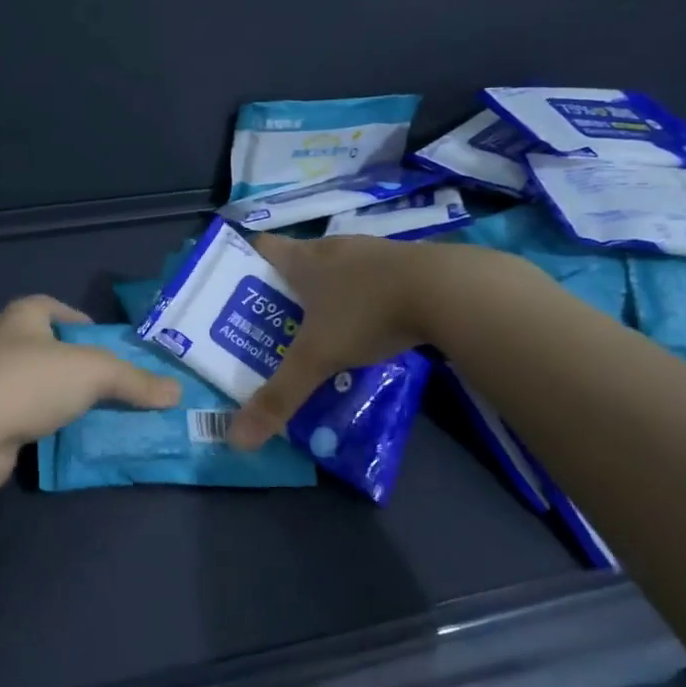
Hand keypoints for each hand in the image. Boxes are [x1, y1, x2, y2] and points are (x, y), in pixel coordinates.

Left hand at [0, 295, 181, 492]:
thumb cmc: (29, 383)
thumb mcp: (93, 373)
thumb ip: (136, 380)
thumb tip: (177, 392)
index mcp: (22, 316)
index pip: (58, 308)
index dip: (86, 323)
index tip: (112, 348)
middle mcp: (3, 342)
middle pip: (53, 349)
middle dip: (84, 366)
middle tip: (119, 385)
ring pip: (42, 385)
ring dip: (68, 398)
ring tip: (104, 413)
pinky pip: (30, 415)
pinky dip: (51, 423)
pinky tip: (74, 438)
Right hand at [227, 234, 445, 450]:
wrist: (449, 290)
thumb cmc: (367, 312)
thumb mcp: (318, 359)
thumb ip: (279, 397)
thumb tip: (236, 440)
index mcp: (304, 259)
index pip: (261, 247)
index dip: (244, 263)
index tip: (236, 291)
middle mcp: (334, 247)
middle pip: (298, 260)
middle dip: (284, 289)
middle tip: (273, 324)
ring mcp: (373, 252)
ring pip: (337, 269)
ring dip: (326, 293)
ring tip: (320, 330)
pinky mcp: (407, 264)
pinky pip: (372, 279)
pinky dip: (363, 298)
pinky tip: (369, 326)